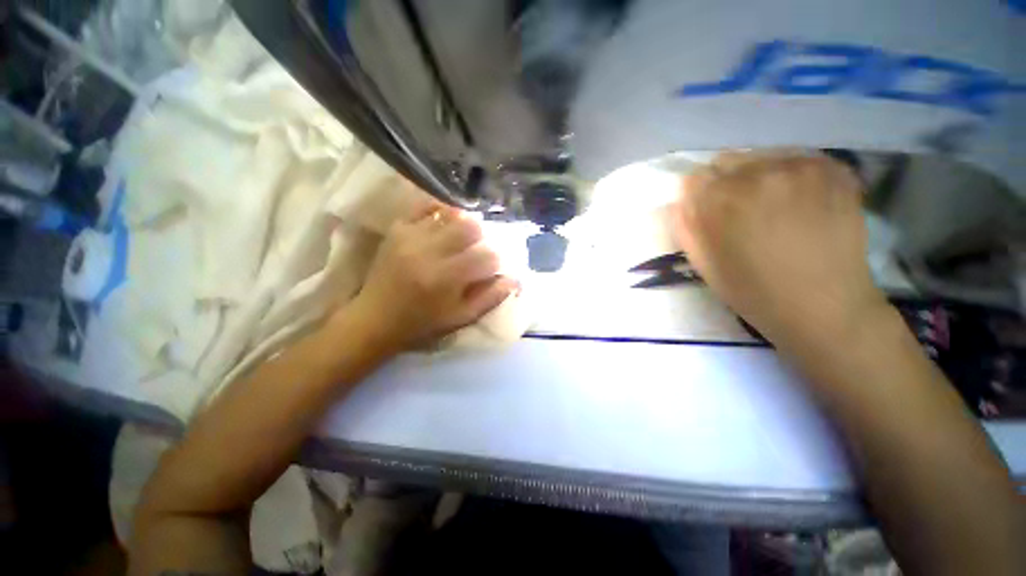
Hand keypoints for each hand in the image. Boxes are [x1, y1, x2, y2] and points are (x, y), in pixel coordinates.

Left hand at [349, 196, 517, 350]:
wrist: (375, 319)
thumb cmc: (422, 324)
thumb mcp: (461, 318)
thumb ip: (491, 298)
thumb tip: (515, 279)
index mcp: (447, 279)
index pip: (487, 257)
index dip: (495, 262)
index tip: (490, 269)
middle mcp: (430, 252)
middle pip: (471, 228)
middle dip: (482, 239)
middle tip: (476, 251)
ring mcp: (411, 236)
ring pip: (451, 215)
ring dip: (464, 225)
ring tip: (462, 238)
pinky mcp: (397, 229)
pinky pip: (424, 206)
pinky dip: (440, 210)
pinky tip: (445, 222)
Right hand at [670, 152, 887, 345]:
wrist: (824, 306)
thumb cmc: (752, 291)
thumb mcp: (702, 262)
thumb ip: (685, 225)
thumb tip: (681, 201)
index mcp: (719, 200)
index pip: (694, 178)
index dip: (698, 197)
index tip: (708, 213)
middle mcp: (756, 173)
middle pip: (726, 161)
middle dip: (726, 182)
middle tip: (740, 210)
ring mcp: (800, 166)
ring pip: (762, 157)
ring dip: (759, 177)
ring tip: (774, 207)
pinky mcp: (833, 168)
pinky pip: (798, 159)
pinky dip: (793, 176)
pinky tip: (801, 202)